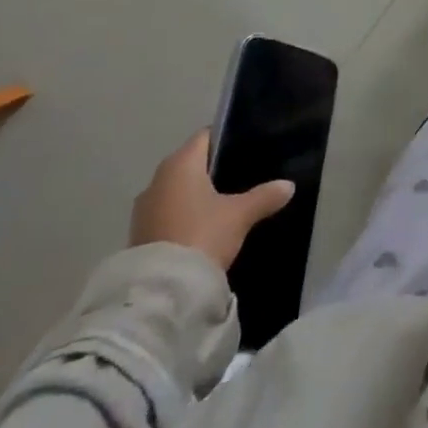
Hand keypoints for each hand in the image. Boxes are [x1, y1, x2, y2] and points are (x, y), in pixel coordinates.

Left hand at [130, 131, 294, 271]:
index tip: (245, 149)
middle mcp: (157, 179)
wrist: (161, 292)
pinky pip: (166, 213)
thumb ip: (264, 196)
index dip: (225, 139)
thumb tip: (289, 185)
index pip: (205, 136)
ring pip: (176, 190)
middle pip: (190, 163)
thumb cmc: (202, 235)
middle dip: (212, 170)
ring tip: (223, 204)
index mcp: (180, 163)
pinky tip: (202, 228)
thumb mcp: (240, 215)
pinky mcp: (138, 235)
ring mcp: (143, 209)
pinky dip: (182, 215)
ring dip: (194, 195)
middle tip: (240, 177)